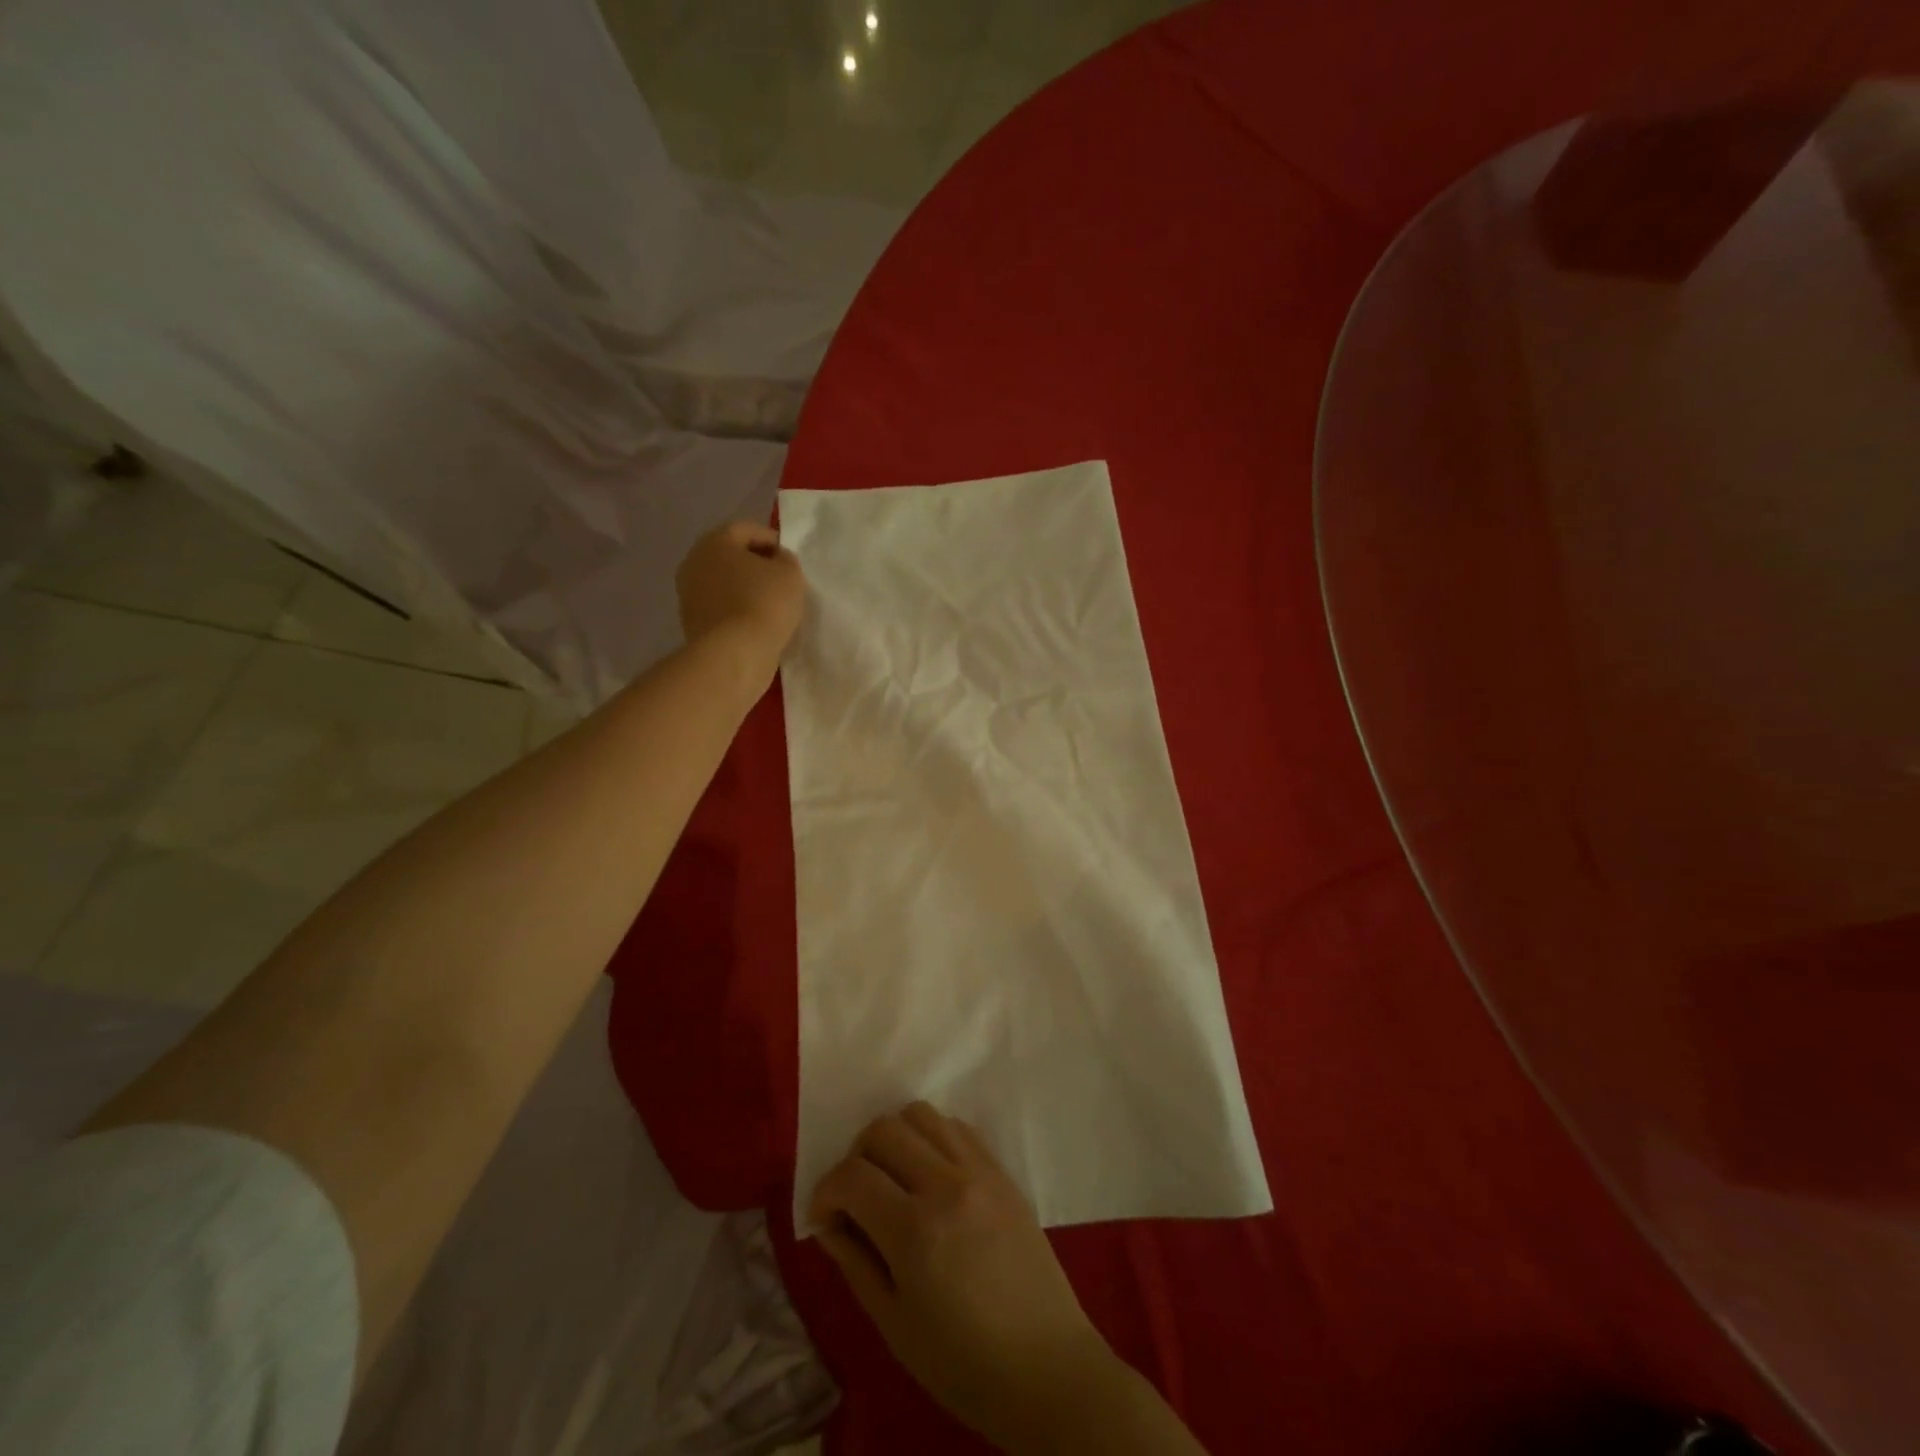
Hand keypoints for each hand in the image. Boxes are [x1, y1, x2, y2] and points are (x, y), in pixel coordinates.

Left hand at [675, 521, 804, 678]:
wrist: (735, 654)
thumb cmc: (765, 603)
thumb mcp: (790, 573)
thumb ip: (785, 559)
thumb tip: (776, 561)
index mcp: (714, 542)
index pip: (746, 529)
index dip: (772, 539)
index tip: (790, 558)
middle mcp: (694, 563)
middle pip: (730, 556)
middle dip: (756, 564)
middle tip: (781, 580)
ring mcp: (688, 595)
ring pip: (724, 583)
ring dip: (745, 589)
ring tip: (771, 605)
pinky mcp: (692, 624)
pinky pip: (721, 608)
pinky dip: (737, 611)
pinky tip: (757, 624)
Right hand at [809, 1103, 1118, 1450]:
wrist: (1045, 1365)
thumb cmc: (963, 1363)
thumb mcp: (895, 1325)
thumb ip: (855, 1262)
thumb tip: (828, 1221)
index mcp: (915, 1230)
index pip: (852, 1175)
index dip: (825, 1191)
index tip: (824, 1217)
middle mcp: (946, 1184)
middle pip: (883, 1129)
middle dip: (856, 1156)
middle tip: (856, 1196)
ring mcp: (979, 1170)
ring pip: (921, 1114)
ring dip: (895, 1137)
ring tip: (893, 1177)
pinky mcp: (1001, 1169)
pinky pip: (957, 1127)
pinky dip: (932, 1138)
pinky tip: (930, 1174)